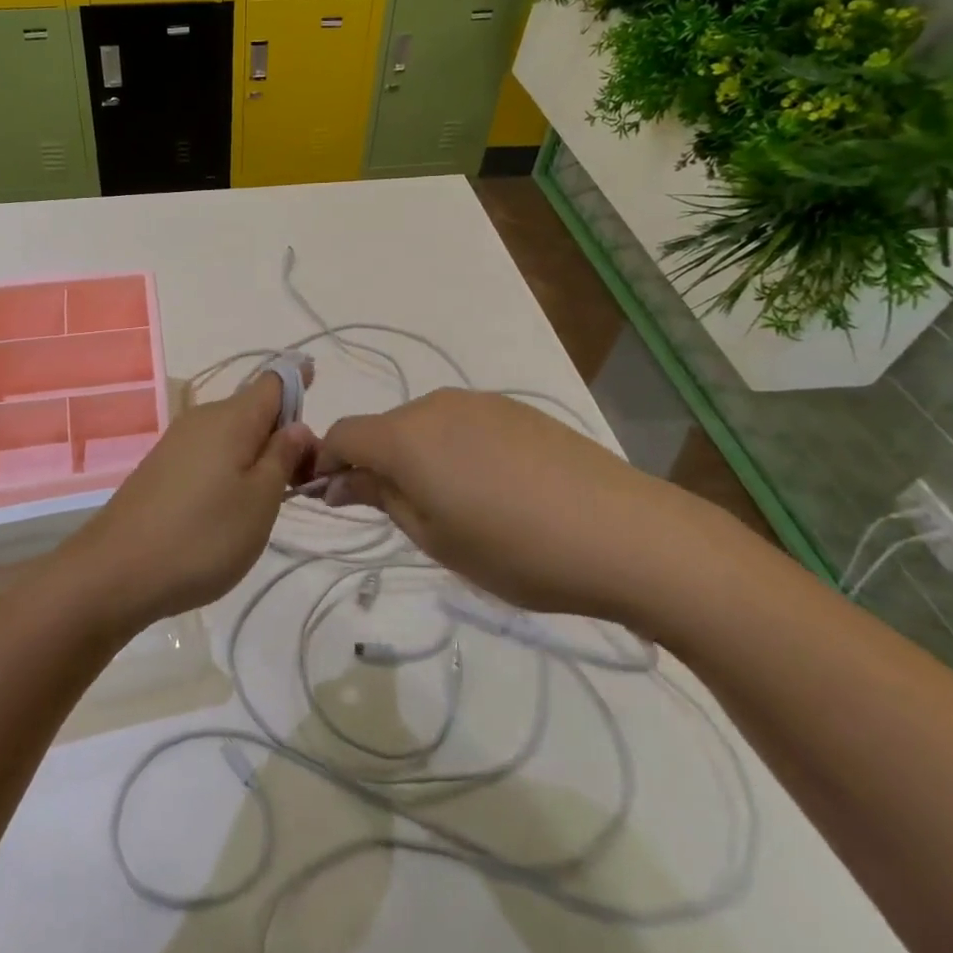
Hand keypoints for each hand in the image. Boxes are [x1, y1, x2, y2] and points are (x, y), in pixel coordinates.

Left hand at [50, 369, 317, 636]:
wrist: (115, 572)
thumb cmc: (201, 537)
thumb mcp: (259, 502)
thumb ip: (282, 457)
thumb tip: (297, 426)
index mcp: (231, 417)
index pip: (274, 381)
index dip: (301, 381)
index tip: (321, 391)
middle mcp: (202, 419)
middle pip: (254, 410)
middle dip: (283, 434)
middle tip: (304, 479)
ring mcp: (178, 443)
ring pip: (232, 435)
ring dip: (257, 455)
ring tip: (271, 500)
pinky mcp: (162, 468)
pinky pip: (209, 454)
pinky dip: (230, 469)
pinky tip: (231, 507)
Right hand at [315, 388, 735, 624]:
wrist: (624, 533)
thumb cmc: (515, 549)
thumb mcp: (434, 537)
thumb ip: (381, 498)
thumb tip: (339, 482)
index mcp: (406, 436)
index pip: (343, 435)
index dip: (327, 464)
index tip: (334, 501)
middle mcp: (436, 405)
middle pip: (384, 428)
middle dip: (376, 464)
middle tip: (401, 516)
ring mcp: (481, 403)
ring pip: (424, 426)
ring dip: (418, 458)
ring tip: (456, 507)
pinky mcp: (517, 410)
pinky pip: (463, 424)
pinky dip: (455, 450)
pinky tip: (494, 489)